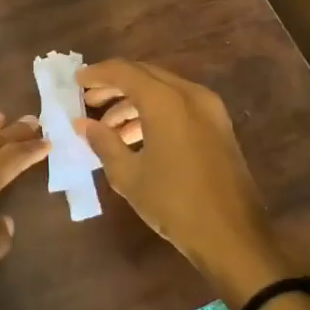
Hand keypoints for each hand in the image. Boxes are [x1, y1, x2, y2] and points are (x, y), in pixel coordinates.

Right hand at [75, 60, 286, 281]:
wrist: (232, 238)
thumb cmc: (174, 204)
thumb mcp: (128, 175)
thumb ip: (103, 142)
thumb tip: (83, 124)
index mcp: (166, 102)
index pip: (124, 72)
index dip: (97, 74)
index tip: (76, 82)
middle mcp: (190, 95)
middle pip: (145, 75)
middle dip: (115, 85)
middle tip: (89, 100)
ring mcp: (210, 110)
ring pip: (163, 90)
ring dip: (133, 101)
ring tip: (108, 126)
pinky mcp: (219, 127)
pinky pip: (179, 106)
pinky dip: (154, 112)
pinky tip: (135, 137)